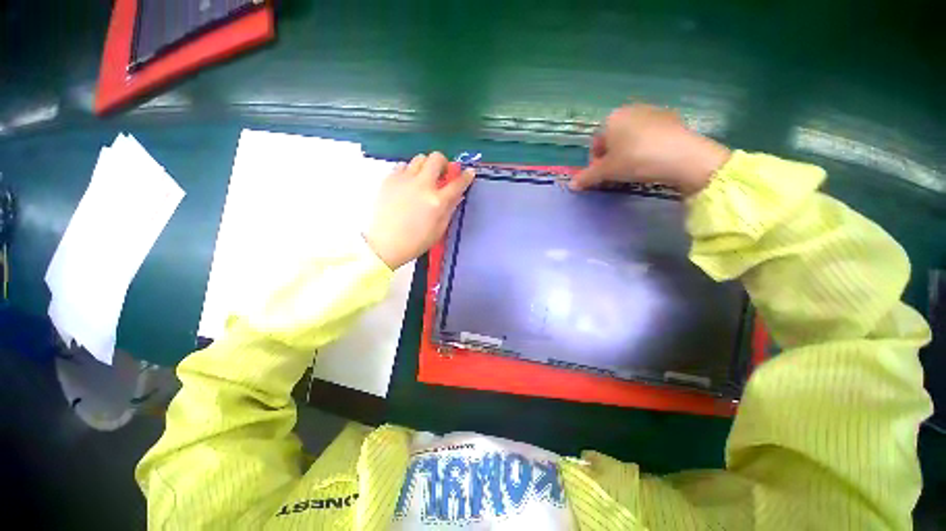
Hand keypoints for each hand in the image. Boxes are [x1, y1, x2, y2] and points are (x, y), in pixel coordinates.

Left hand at [364, 152, 474, 269]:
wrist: (385, 244)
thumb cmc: (416, 241)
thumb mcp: (439, 229)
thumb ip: (450, 208)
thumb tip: (457, 194)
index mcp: (437, 201)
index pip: (457, 183)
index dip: (466, 176)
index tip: (469, 173)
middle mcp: (422, 185)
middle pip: (436, 158)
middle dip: (443, 163)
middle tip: (441, 174)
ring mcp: (404, 180)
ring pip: (419, 158)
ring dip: (425, 166)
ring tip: (423, 180)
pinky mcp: (389, 179)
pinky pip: (403, 166)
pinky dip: (409, 172)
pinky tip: (408, 185)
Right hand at [570, 104, 731, 195]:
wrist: (681, 156)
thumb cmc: (635, 160)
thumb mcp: (606, 171)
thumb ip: (587, 177)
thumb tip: (571, 185)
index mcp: (611, 118)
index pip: (596, 144)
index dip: (595, 164)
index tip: (601, 178)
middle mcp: (631, 110)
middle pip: (613, 140)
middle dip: (611, 159)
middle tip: (616, 175)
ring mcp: (653, 112)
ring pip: (632, 138)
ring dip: (628, 154)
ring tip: (634, 171)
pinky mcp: (672, 119)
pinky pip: (650, 136)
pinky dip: (646, 149)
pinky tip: (652, 162)